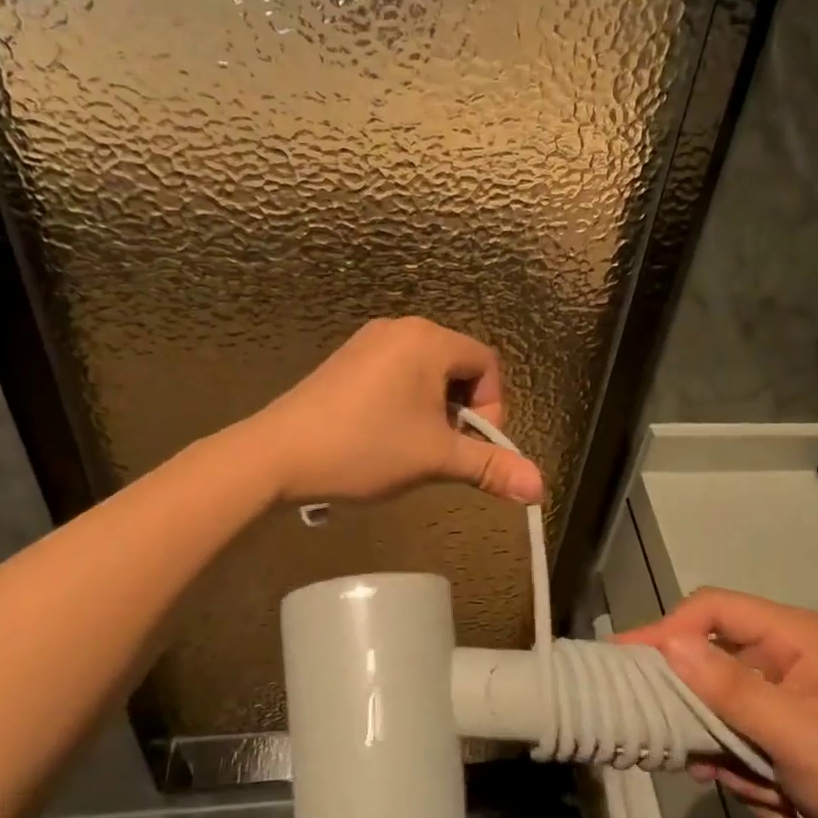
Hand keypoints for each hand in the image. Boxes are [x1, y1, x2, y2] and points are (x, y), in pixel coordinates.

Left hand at [245, 317, 544, 505]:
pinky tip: (382, 435)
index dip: (491, 408)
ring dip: (433, 410)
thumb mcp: (434, 458)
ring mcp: (369, 341)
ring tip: (411, 446)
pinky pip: (396, 374)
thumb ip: (489, 467)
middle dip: (461, 410)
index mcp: (428, 340)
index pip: (487, 364)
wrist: (277, 454)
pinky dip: (405, 402)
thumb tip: (539, 488)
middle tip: (441, 449)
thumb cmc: (365, 448)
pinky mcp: (346, 359)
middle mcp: (401, 329)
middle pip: (458, 366)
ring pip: (426, 373)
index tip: (469, 445)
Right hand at [619, 589, 817, 817]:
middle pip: (710, 661)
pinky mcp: (783, 729)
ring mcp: (784, 693)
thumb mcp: (793, 733)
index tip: (626, 661)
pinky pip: (738, 739)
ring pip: (720, 709)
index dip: (666, 630)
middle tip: (680, 746)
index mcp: (792, 635)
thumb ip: (729, 687)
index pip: (711, 610)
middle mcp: (783, 654)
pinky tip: (779, 806)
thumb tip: (669, 644)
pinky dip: (748, 774)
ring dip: (730, 755)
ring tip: (759, 791)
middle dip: (702, 714)